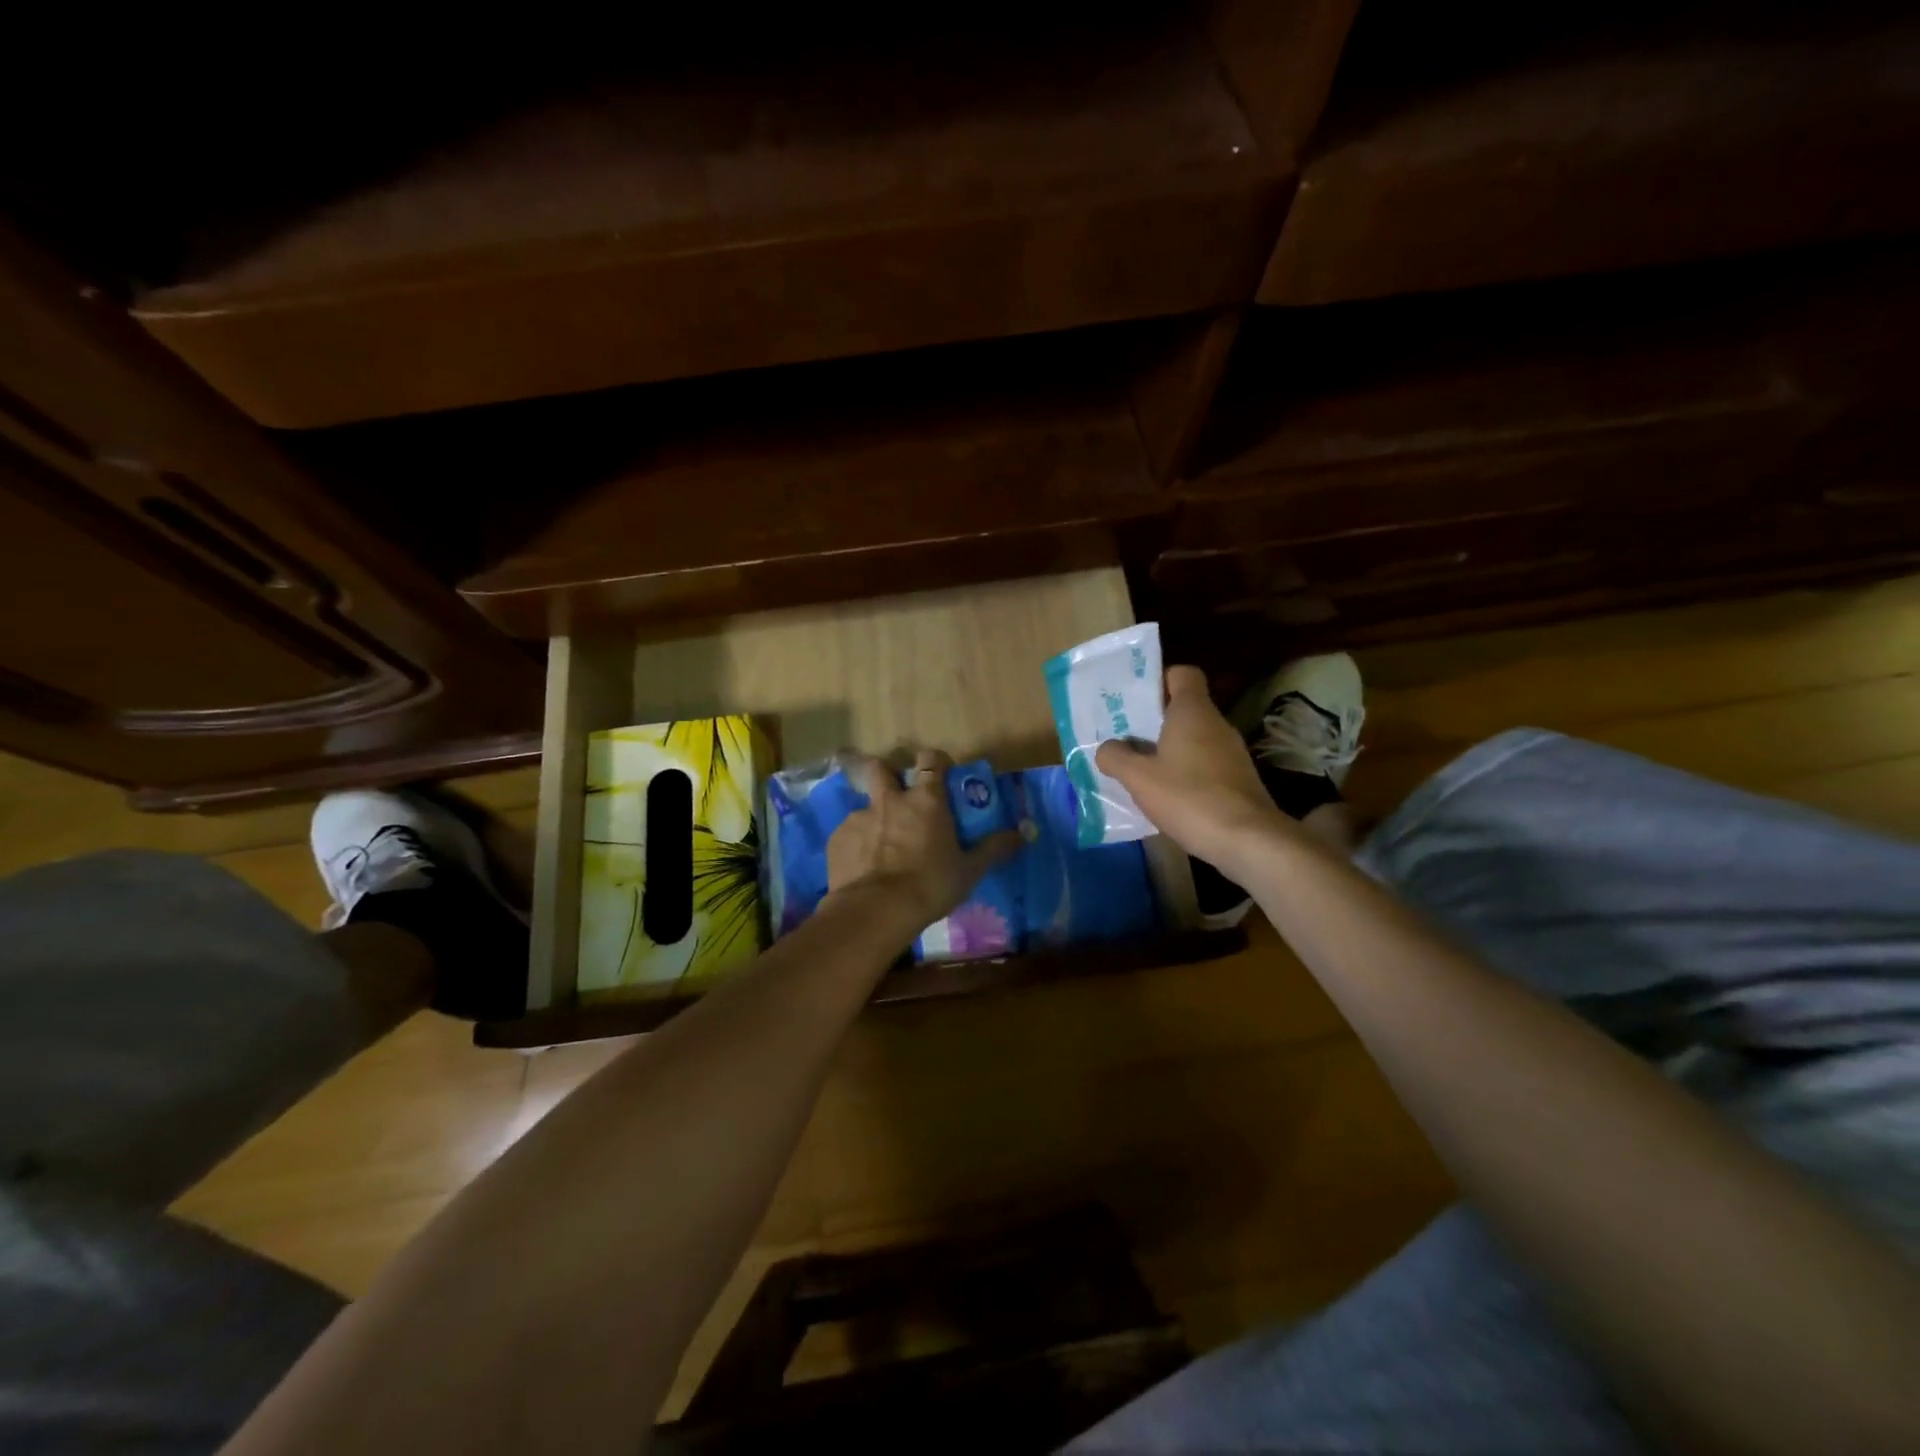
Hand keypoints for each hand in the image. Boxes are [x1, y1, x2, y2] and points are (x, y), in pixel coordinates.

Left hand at [827, 749, 1022, 929]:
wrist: (875, 911)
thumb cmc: (930, 885)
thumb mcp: (969, 870)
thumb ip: (994, 848)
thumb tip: (1023, 833)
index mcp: (925, 800)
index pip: (930, 761)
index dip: (934, 762)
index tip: (939, 772)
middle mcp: (890, 800)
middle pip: (880, 768)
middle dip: (887, 774)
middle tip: (897, 795)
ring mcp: (859, 817)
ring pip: (864, 805)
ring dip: (873, 817)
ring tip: (880, 845)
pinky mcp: (838, 838)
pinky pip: (849, 833)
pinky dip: (857, 844)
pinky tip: (863, 867)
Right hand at [1095, 665, 1285, 869]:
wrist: (1247, 840)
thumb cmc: (1189, 797)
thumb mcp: (1139, 778)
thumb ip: (1116, 757)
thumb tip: (1107, 748)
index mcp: (1193, 711)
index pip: (1182, 674)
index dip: (1159, 680)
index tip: (1135, 699)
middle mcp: (1216, 724)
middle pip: (1183, 707)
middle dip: (1153, 720)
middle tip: (1123, 735)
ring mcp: (1231, 752)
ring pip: (1193, 738)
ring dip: (1166, 749)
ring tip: (1138, 768)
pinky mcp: (1237, 779)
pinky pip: (1203, 763)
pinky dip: (1184, 771)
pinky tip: (1165, 794)